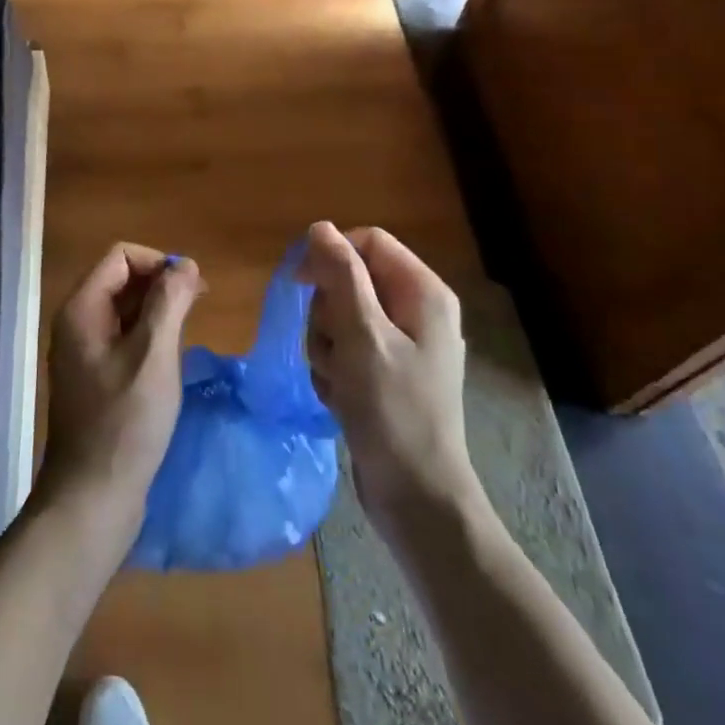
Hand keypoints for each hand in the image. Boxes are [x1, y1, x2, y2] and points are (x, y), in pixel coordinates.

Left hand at [38, 243, 203, 533]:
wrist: (93, 497)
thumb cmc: (126, 422)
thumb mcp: (154, 354)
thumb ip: (170, 301)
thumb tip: (184, 263)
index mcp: (82, 309)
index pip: (121, 256)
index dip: (158, 262)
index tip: (191, 289)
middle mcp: (76, 323)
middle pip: (121, 279)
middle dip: (160, 284)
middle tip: (198, 308)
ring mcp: (83, 352)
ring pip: (124, 310)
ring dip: (157, 311)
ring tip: (188, 333)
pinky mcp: (95, 377)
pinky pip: (123, 338)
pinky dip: (148, 336)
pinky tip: (170, 360)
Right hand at [300, 221, 476, 532]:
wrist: (416, 497)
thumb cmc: (392, 411)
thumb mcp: (362, 336)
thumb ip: (341, 276)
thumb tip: (320, 227)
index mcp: (422, 292)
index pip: (367, 242)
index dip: (331, 256)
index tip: (302, 285)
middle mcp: (416, 311)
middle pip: (350, 280)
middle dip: (327, 313)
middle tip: (333, 348)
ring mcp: (402, 345)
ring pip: (341, 317)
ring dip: (326, 346)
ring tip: (338, 380)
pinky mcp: (386, 373)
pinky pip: (345, 349)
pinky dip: (334, 369)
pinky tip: (341, 397)